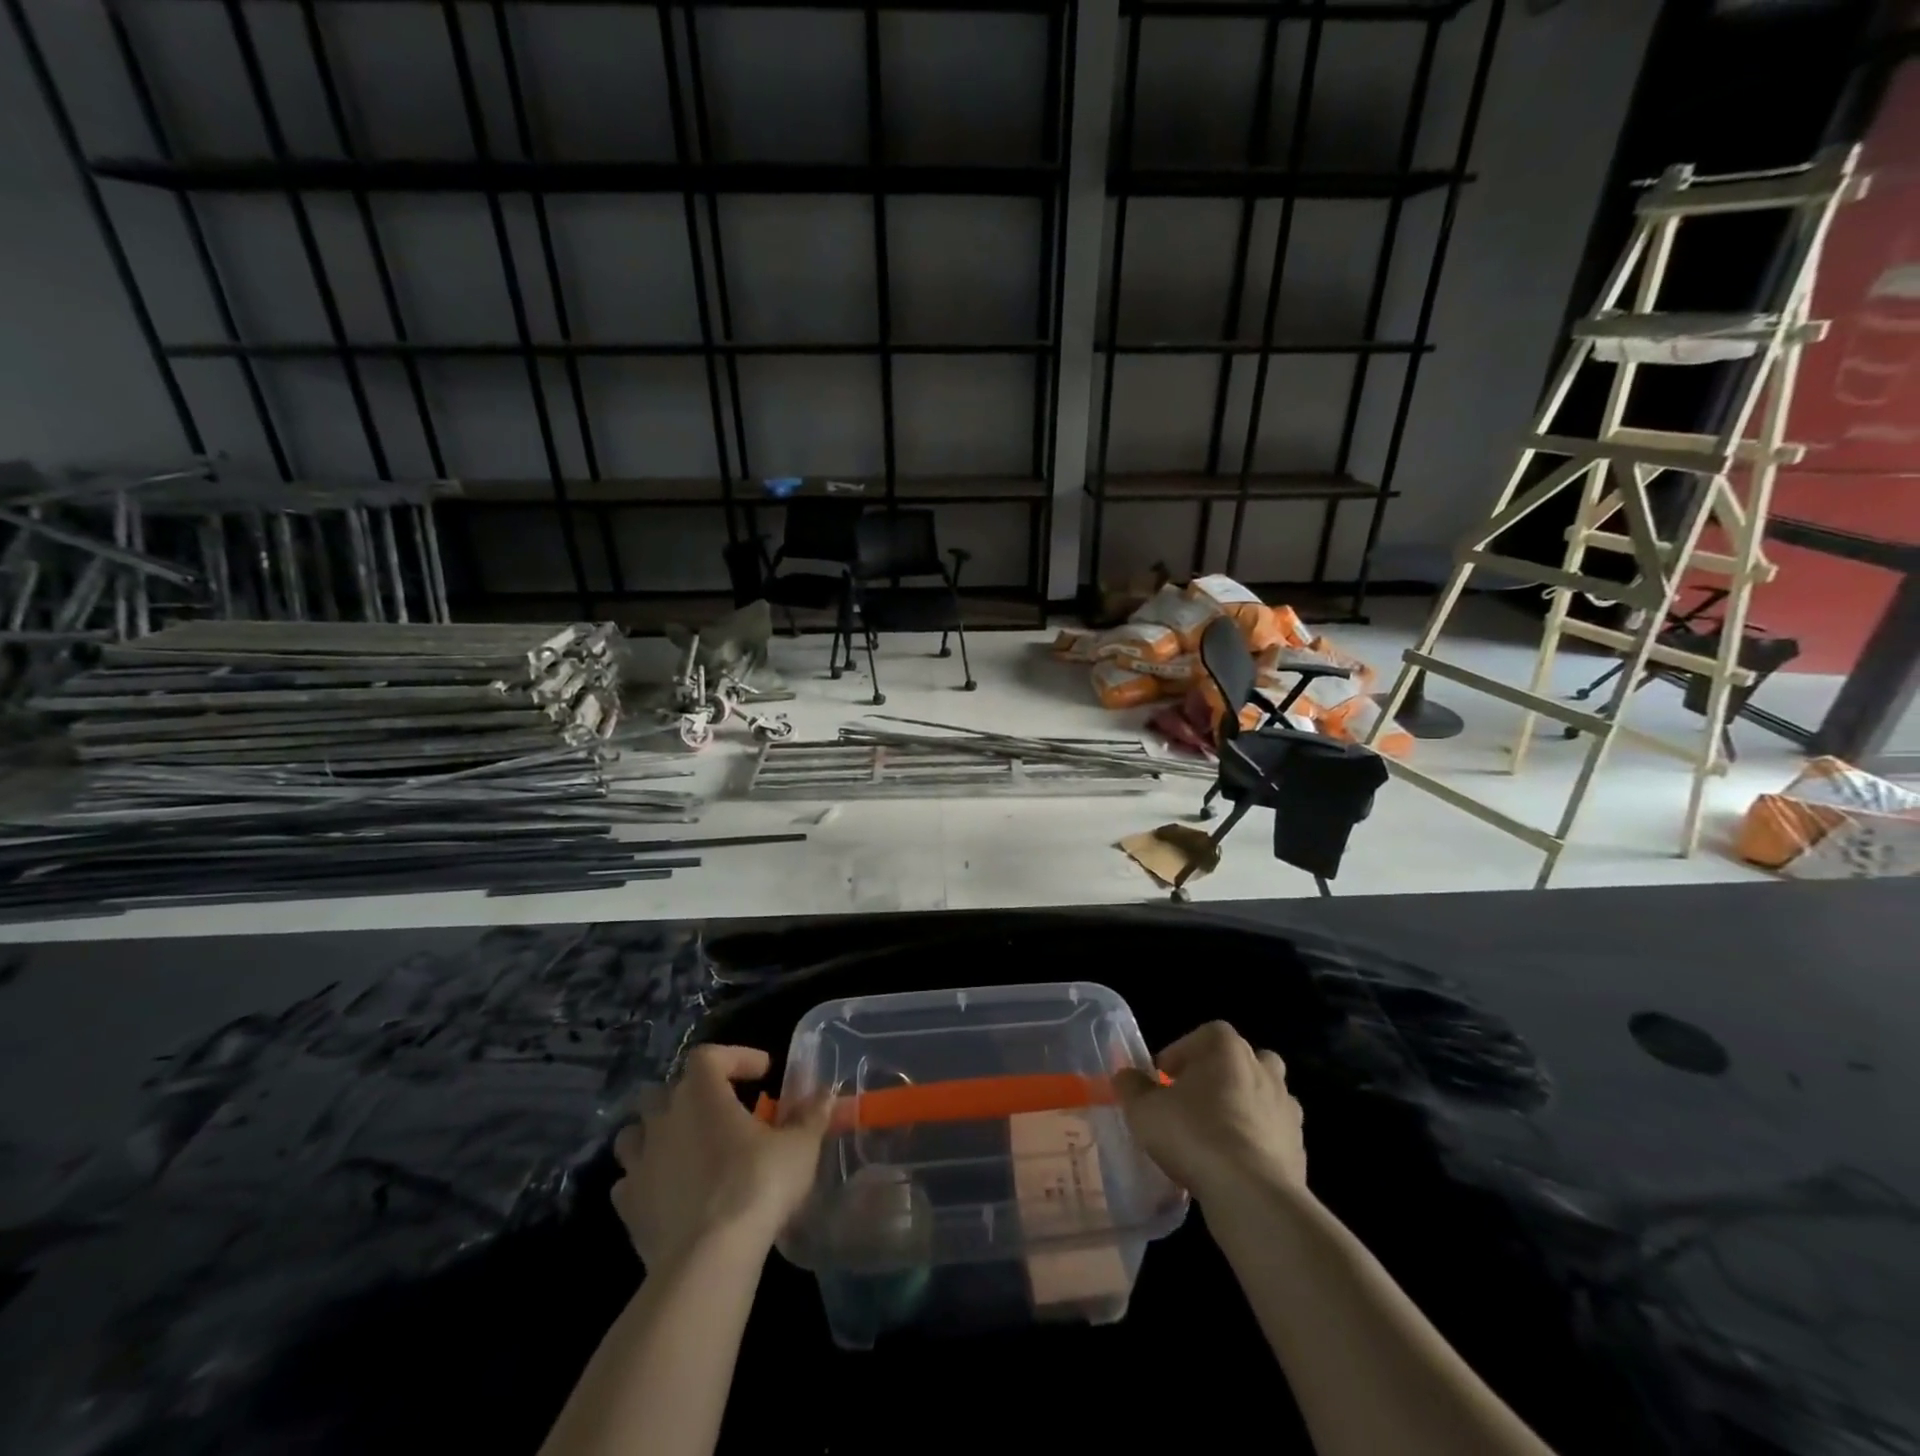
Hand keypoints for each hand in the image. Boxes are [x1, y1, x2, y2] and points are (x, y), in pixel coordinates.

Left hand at [611, 1044, 830, 1272]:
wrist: (707, 1259)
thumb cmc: (757, 1185)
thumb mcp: (799, 1146)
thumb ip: (810, 1114)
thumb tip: (824, 1093)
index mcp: (702, 1094)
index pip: (709, 1055)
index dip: (735, 1057)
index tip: (763, 1073)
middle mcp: (664, 1119)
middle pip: (665, 1089)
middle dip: (691, 1094)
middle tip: (721, 1110)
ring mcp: (640, 1163)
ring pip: (636, 1133)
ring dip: (659, 1134)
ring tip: (687, 1147)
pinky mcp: (628, 1207)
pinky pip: (630, 1180)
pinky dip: (647, 1179)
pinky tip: (669, 1190)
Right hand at [1114, 1021, 1305, 1201]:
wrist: (1252, 1194)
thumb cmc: (1193, 1134)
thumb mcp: (1144, 1110)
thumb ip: (1132, 1087)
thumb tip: (1126, 1077)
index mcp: (1227, 1048)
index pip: (1204, 1035)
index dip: (1180, 1054)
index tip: (1162, 1079)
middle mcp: (1263, 1068)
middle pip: (1240, 1060)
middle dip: (1218, 1075)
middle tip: (1193, 1099)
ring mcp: (1286, 1108)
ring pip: (1262, 1096)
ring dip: (1241, 1107)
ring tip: (1214, 1134)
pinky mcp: (1299, 1147)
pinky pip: (1272, 1133)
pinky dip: (1256, 1141)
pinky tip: (1234, 1164)